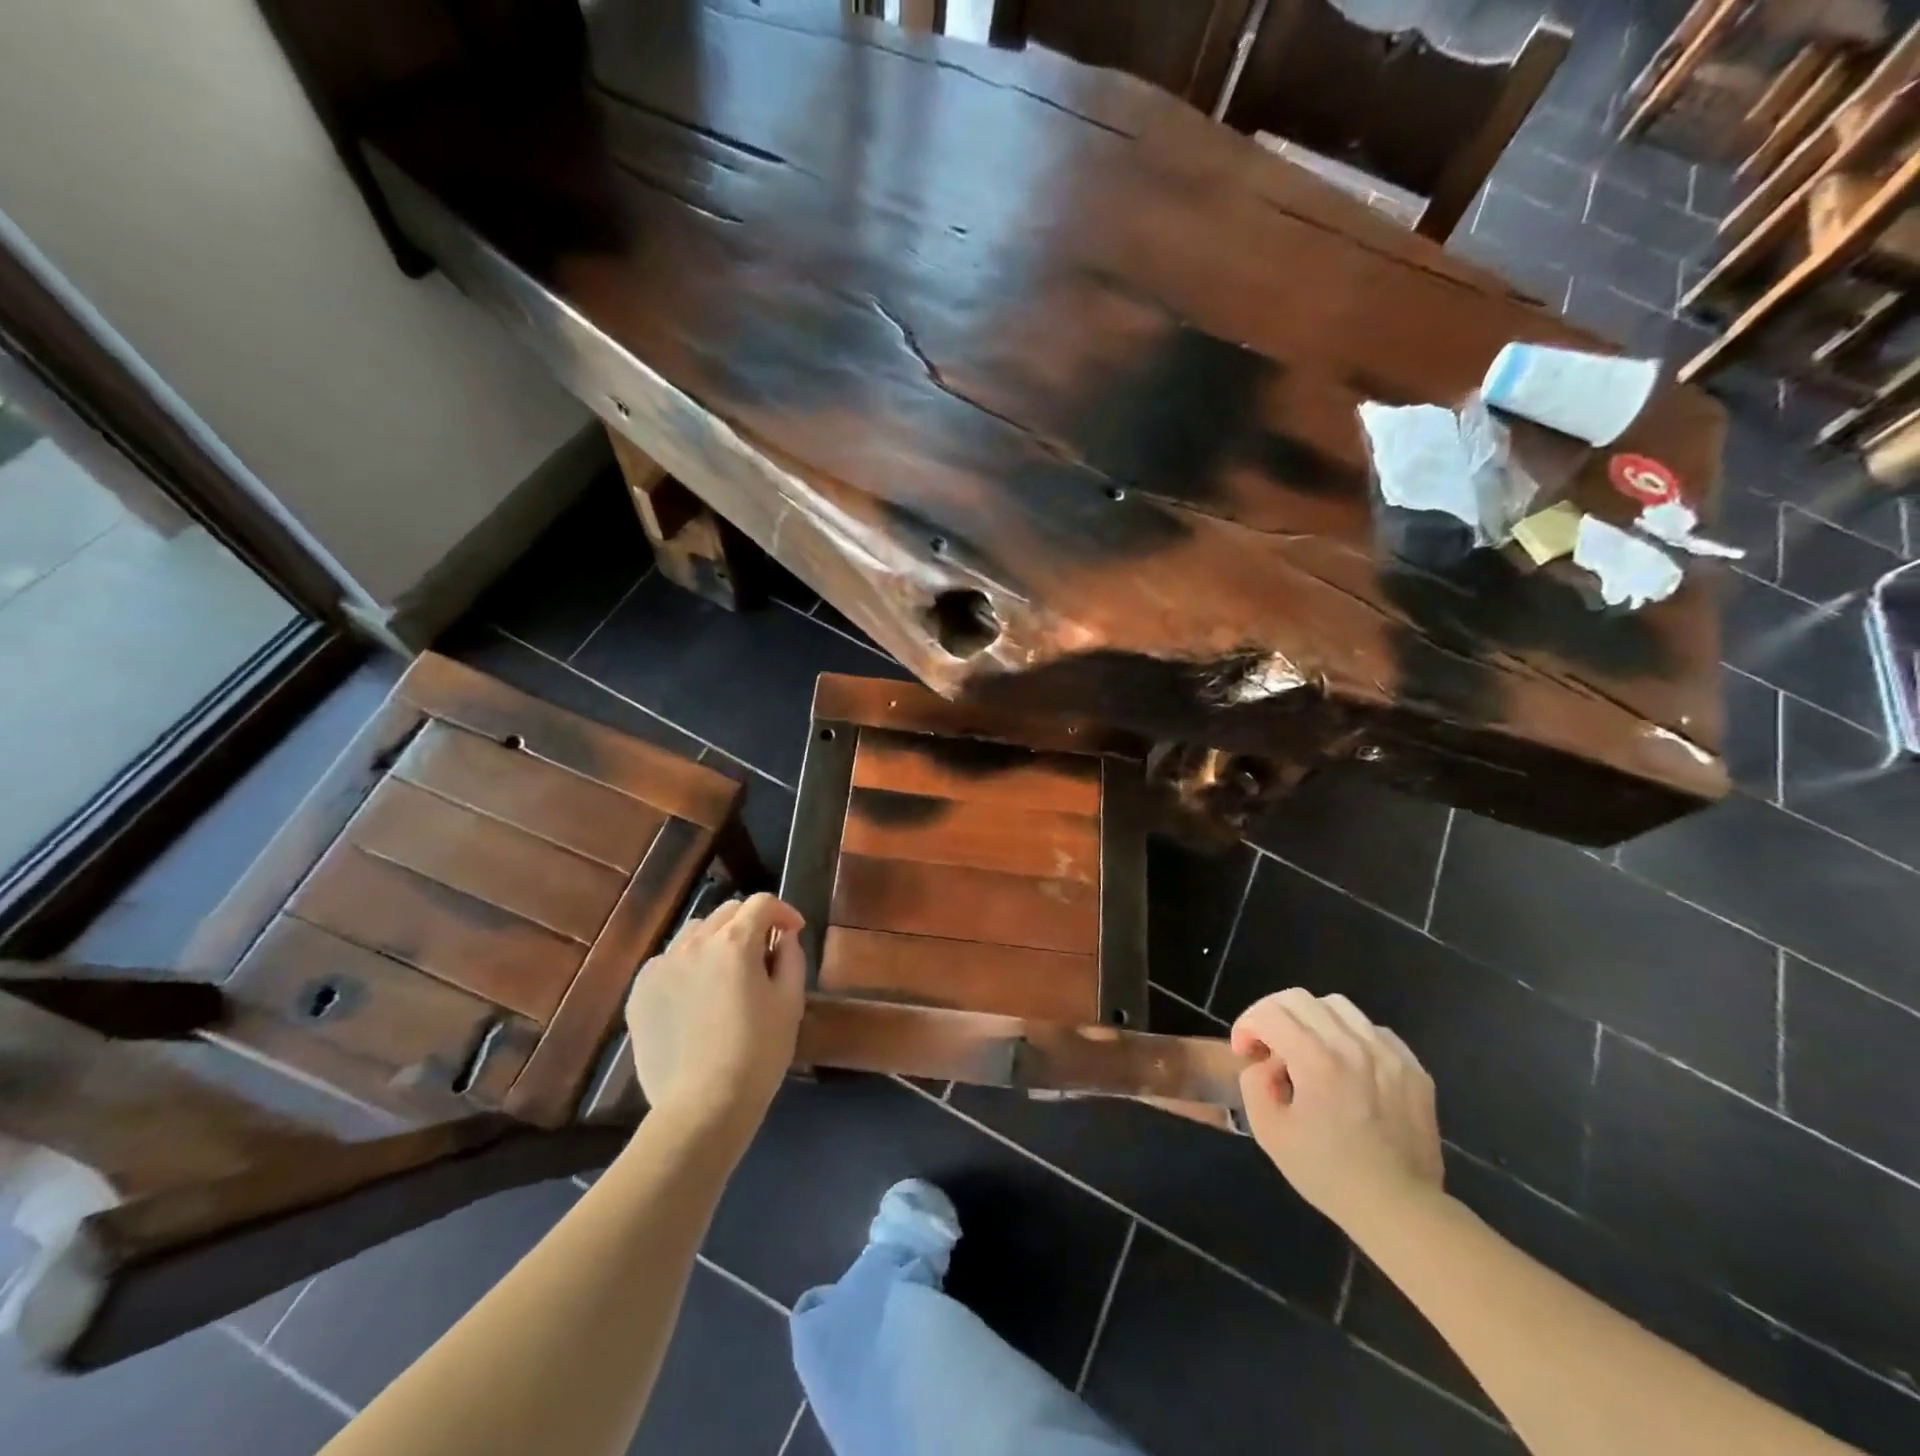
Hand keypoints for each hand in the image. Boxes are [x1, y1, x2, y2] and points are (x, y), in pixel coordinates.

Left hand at [624, 893, 806, 1139]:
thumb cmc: (758, 1053)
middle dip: (750, 923)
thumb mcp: (790, 1003)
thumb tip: (784, 936)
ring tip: (726, 972)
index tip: (793, 931)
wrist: (702, 1107)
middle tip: (764, 952)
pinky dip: (687, 966)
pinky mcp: (640, 993)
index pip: (762, 903)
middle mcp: (694, 943)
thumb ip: (791, 958)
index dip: (783, 911)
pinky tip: (695, 997)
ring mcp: (661, 966)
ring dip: (716, 940)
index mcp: (734, 943)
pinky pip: (668, 962)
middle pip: (727, 912)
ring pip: (694, 933)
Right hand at [1230, 988, 1444, 1228]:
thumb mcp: (1269, 1132)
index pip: (1270, 1012)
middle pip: (1300, 999)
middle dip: (1273, 1015)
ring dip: (1312, 1021)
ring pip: (1338, 1006)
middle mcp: (1354, 1046)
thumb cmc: (1328, 1173)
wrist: (1400, 1209)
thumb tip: (1266, 1062)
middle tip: (1269, 1047)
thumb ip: (1254, 1082)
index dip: (1247, 1025)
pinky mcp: (1413, 1068)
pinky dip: (1351, 1037)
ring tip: (1309, 1052)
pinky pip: (1373, 1030)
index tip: (1246, 1053)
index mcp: (1318, 1061)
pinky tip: (1348, 1067)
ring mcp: (1389, 1054)